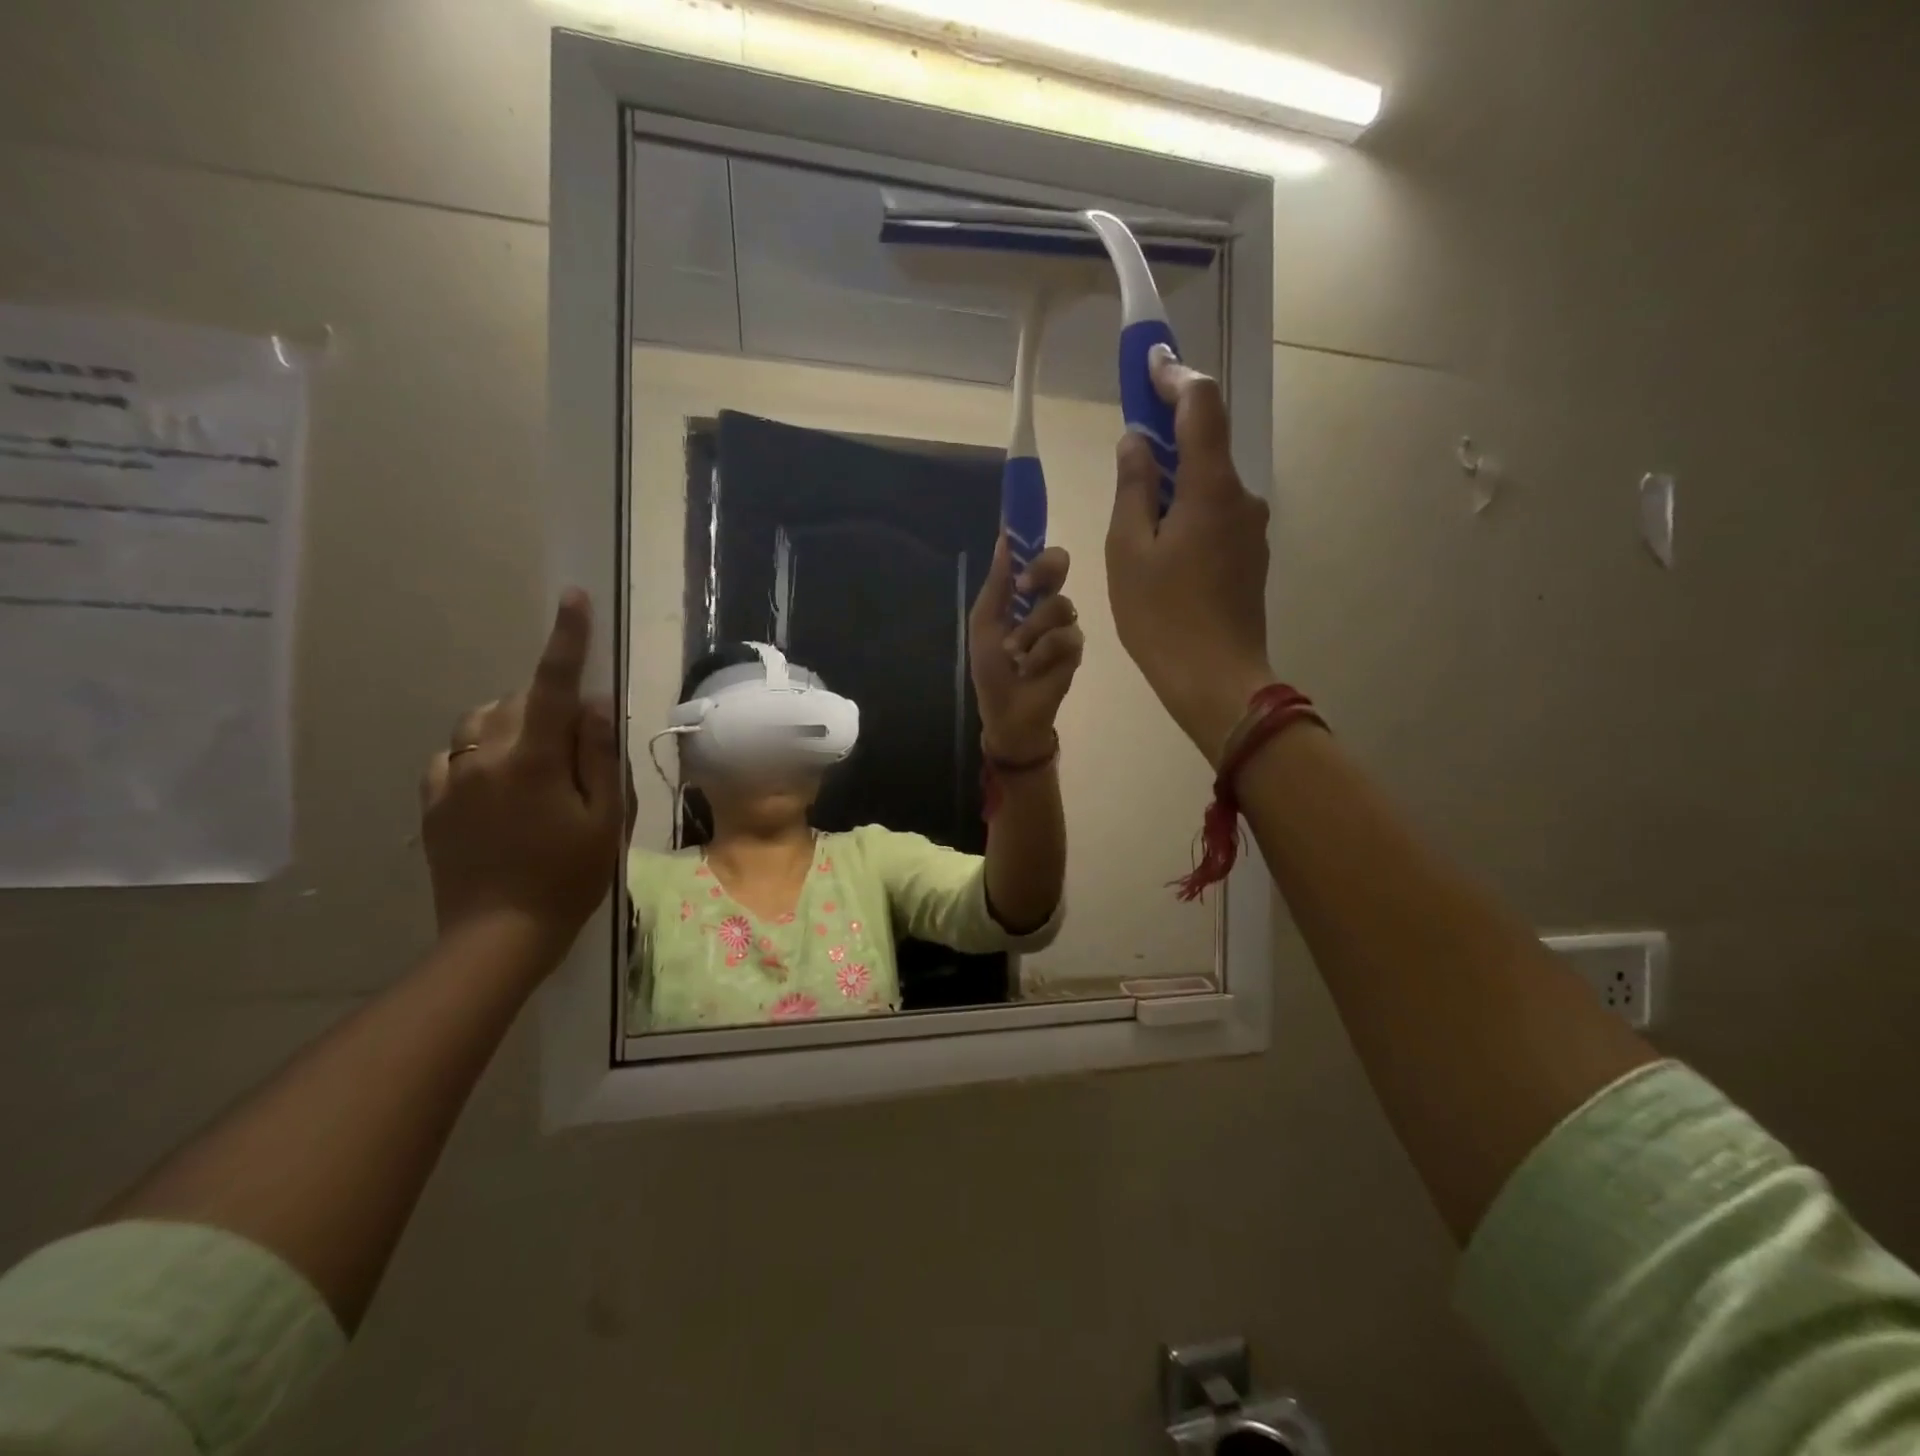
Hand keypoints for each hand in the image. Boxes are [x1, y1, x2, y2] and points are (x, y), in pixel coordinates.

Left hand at [419, 590, 628, 958]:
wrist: (497, 936)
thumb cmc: (569, 878)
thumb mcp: (605, 819)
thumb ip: (599, 756)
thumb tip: (596, 704)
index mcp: (531, 760)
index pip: (551, 686)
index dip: (566, 640)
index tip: (573, 598)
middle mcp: (482, 757)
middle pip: (517, 702)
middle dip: (549, 710)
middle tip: (578, 754)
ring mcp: (449, 778)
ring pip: (483, 724)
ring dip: (514, 728)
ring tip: (538, 768)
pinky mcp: (431, 802)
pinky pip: (456, 754)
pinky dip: (482, 754)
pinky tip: (500, 788)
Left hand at [969, 537, 1085, 759]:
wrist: (1006, 711)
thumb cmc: (991, 668)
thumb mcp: (985, 623)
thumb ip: (997, 583)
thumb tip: (1004, 538)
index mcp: (1023, 594)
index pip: (1035, 556)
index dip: (1032, 542)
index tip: (1018, 537)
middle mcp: (1046, 603)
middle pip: (1059, 564)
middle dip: (1042, 570)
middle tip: (1024, 588)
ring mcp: (1064, 625)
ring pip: (1060, 605)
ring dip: (1030, 630)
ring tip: (1014, 653)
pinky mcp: (1075, 649)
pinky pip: (1065, 636)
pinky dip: (1041, 652)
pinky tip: (1030, 668)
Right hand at [1107, 349, 1275, 765]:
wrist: (1217, 681)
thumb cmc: (1163, 618)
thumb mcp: (1130, 551)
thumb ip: (1134, 489)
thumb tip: (1137, 443)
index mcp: (1210, 488)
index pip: (1201, 406)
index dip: (1174, 376)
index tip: (1148, 360)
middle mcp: (1242, 497)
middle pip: (1206, 444)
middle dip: (1168, 433)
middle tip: (1128, 444)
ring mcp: (1251, 529)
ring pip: (1209, 484)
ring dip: (1175, 480)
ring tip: (1135, 513)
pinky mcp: (1250, 556)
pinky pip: (1216, 515)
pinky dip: (1187, 510)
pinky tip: (1160, 545)